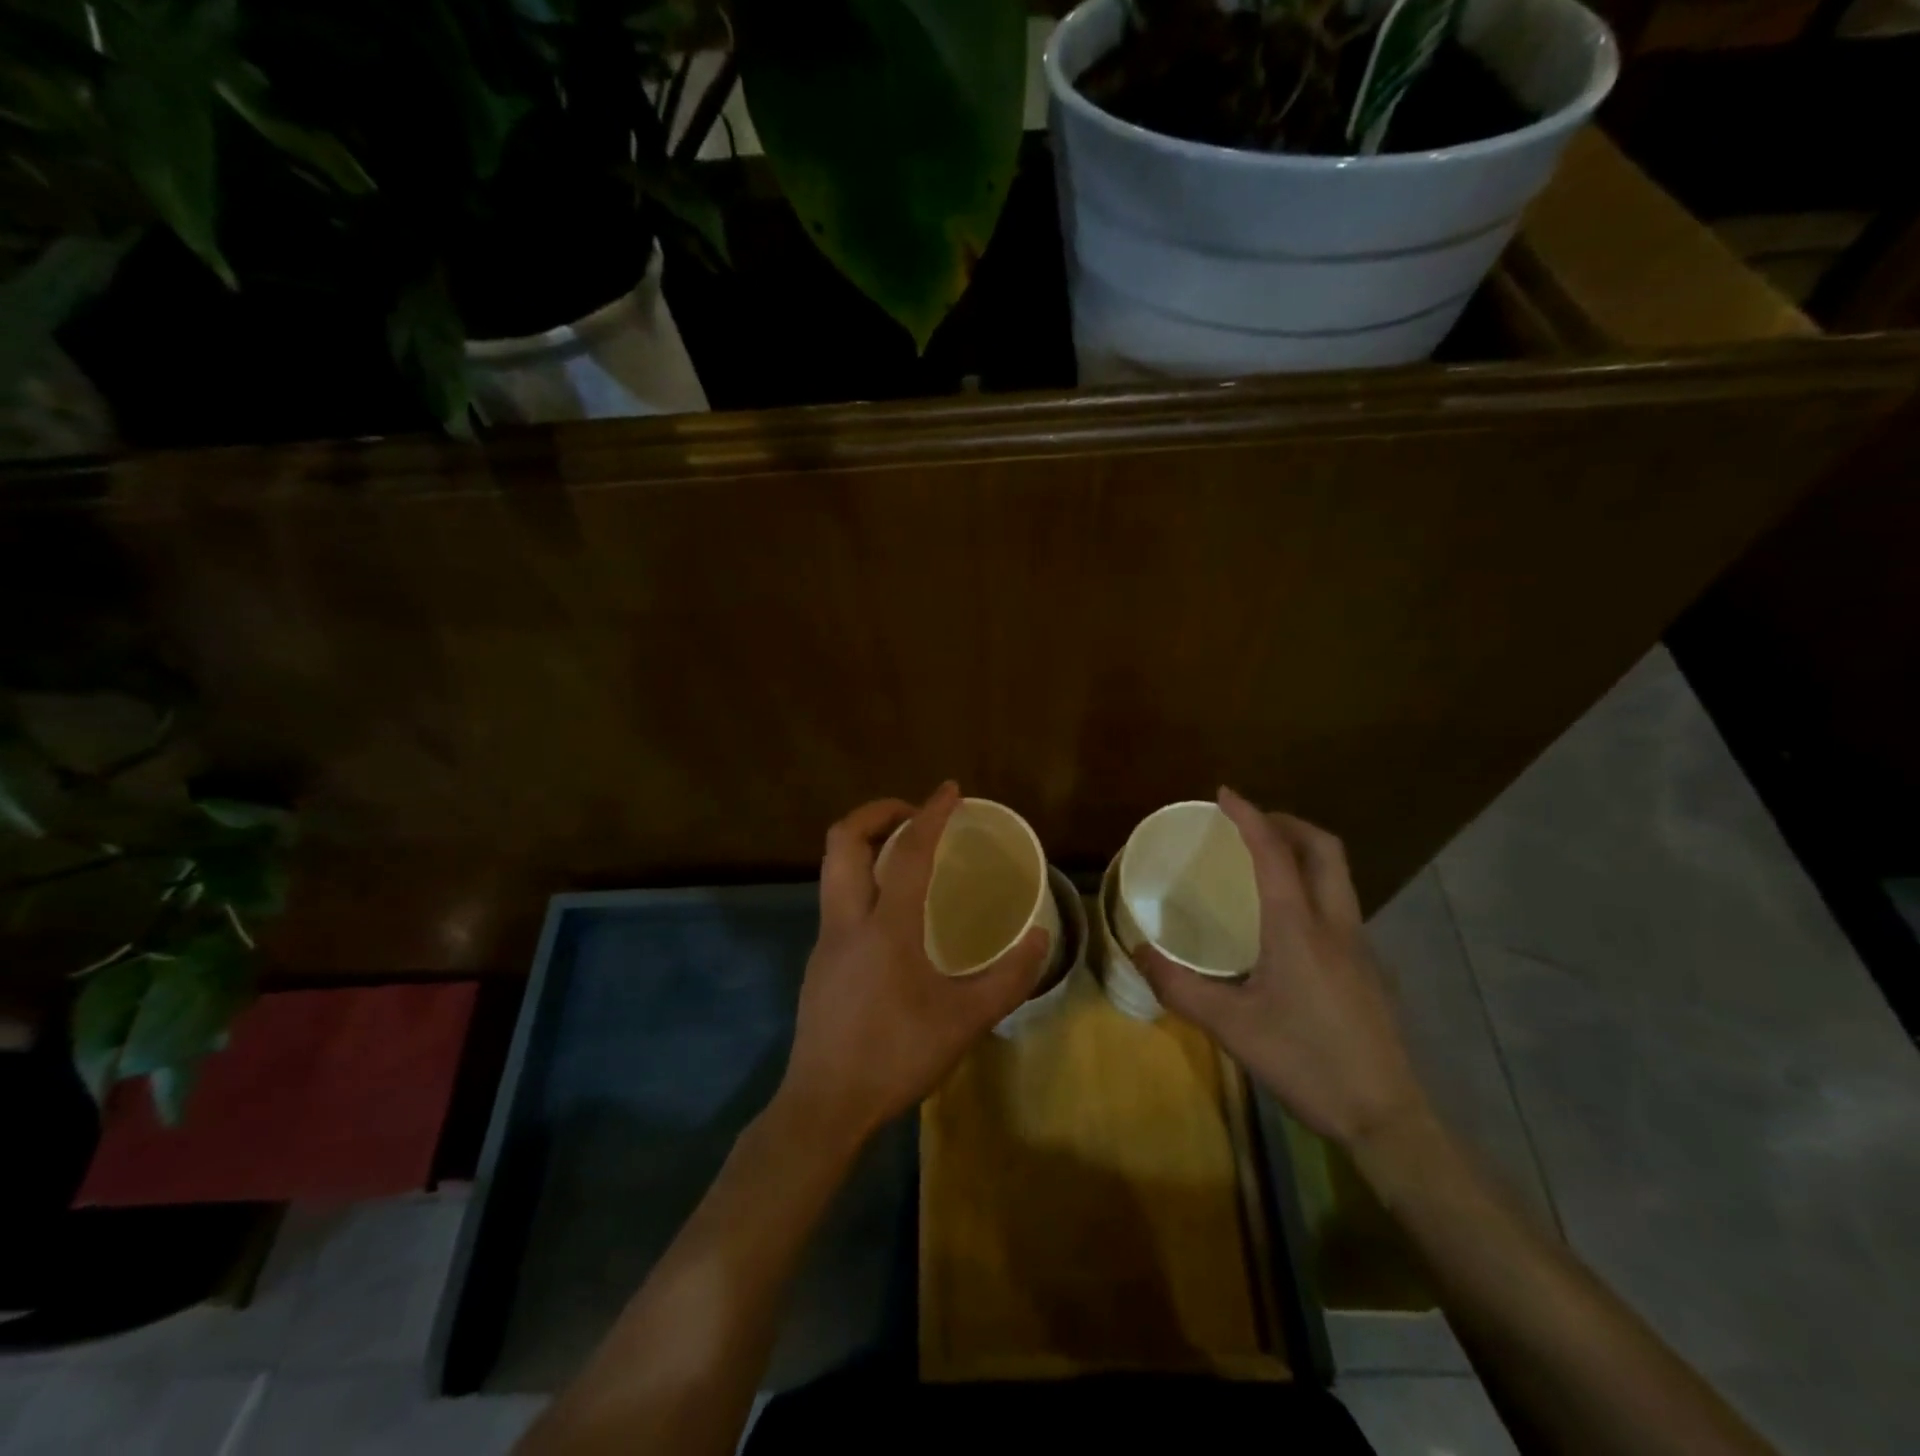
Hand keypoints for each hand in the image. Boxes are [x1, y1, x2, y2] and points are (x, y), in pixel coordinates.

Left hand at [778, 782, 1051, 1145]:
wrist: (825, 1105)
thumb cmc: (896, 1057)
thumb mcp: (965, 1022)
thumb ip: (1009, 978)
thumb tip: (1039, 937)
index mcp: (885, 926)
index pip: (908, 851)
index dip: (931, 814)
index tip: (949, 791)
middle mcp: (847, 919)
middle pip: (844, 840)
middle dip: (877, 812)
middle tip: (915, 815)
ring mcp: (826, 939)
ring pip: (834, 867)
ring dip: (866, 844)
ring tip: (906, 854)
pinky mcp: (819, 960)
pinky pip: (838, 898)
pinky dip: (863, 879)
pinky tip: (892, 912)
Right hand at [1134, 788, 1426, 1148]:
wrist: (1387, 1118)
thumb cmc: (1305, 1062)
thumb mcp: (1230, 1027)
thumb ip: (1179, 986)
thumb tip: (1138, 951)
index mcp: (1298, 928)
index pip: (1274, 853)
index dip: (1249, 816)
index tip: (1225, 793)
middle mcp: (1335, 924)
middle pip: (1324, 849)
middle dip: (1288, 823)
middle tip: (1251, 824)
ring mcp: (1360, 946)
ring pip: (1338, 875)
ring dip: (1304, 853)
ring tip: (1266, 864)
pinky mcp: (1369, 969)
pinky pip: (1340, 905)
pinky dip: (1313, 886)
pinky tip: (1288, 923)